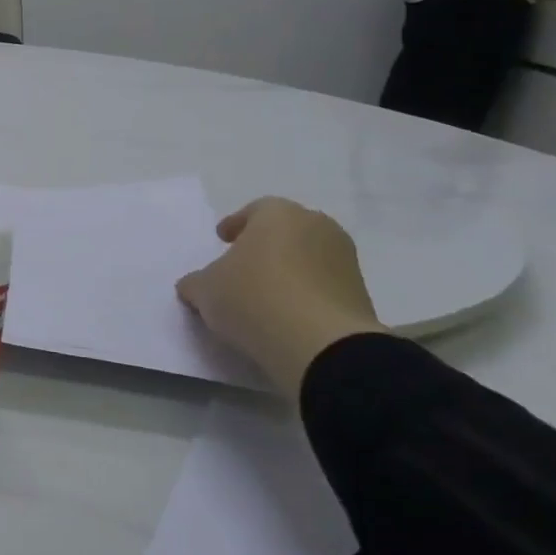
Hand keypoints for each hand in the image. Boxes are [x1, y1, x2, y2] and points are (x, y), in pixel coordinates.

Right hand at [176, 198, 386, 397]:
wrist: (321, 344)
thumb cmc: (253, 298)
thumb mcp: (204, 290)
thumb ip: (197, 282)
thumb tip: (195, 285)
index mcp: (278, 214)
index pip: (255, 210)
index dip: (235, 225)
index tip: (223, 241)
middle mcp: (317, 226)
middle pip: (285, 231)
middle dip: (265, 245)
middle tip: (244, 266)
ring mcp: (345, 259)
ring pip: (308, 256)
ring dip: (288, 269)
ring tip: (266, 295)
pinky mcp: (360, 293)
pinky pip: (324, 285)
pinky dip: (306, 293)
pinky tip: (287, 313)